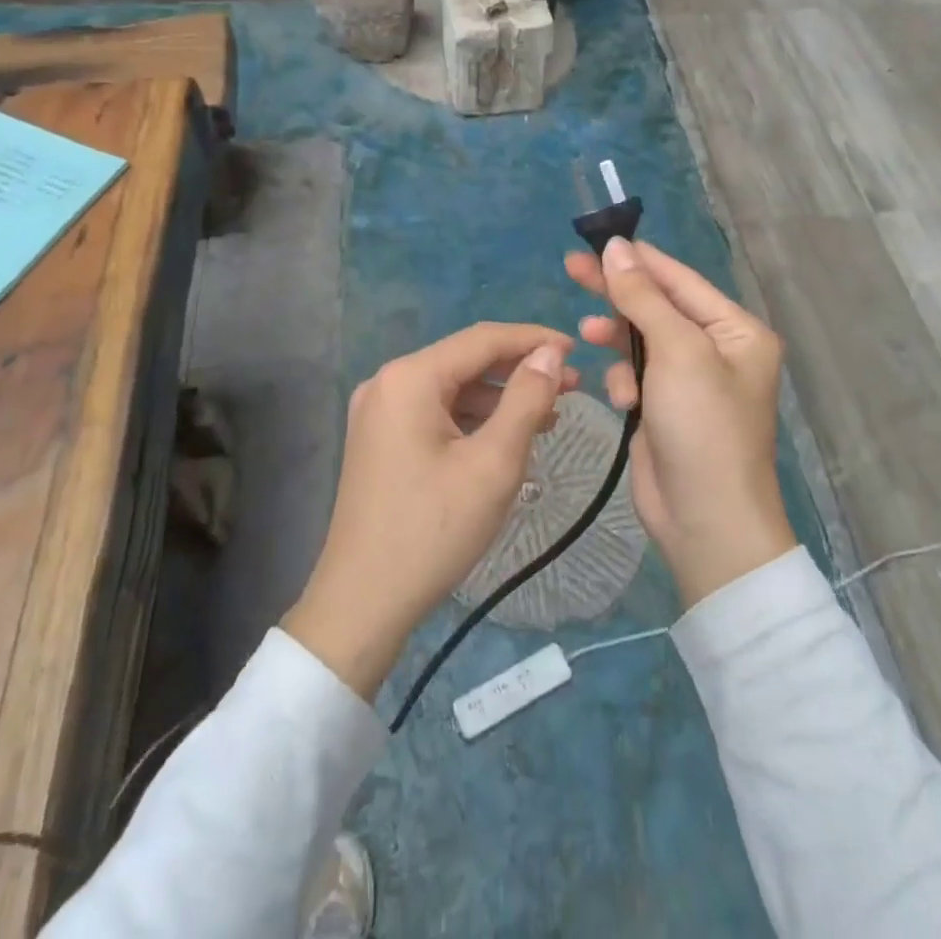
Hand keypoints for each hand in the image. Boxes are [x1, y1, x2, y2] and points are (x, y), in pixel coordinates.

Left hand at [284, 323, 577, 698]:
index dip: (533, 339)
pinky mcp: (380, 438)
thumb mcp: (494, 463)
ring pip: (452, 388)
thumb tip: (549, 353)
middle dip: (519, 370)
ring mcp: (379, 411)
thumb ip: (527, 400)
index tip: (576, 350)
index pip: (482, 339)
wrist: (363, 602)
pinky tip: (507, 437)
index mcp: (410, 378)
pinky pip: (435, 412)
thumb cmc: (433, 530)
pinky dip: (473, 419)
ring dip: (500, 397)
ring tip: (549, 416)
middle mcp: (388, 382)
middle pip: (466, 360)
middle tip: (571, 386)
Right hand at [566, 238, 794, 607]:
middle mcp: (717, 350)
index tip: (595, 241)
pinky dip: (624, 380)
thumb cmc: (702, 426)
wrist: (705, 520)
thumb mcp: (677, 352)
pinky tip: (621, 399)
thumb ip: (643, 297)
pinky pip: (636, 374)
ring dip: (616, 339)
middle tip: (571, 268)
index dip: (637, 259)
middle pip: (657, 305)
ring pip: (641, 340)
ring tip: (585, 336)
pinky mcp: (665, 407)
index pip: (680, 280)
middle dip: (617, 292)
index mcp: (736, 331)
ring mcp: (690, 381)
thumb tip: (616, 248)